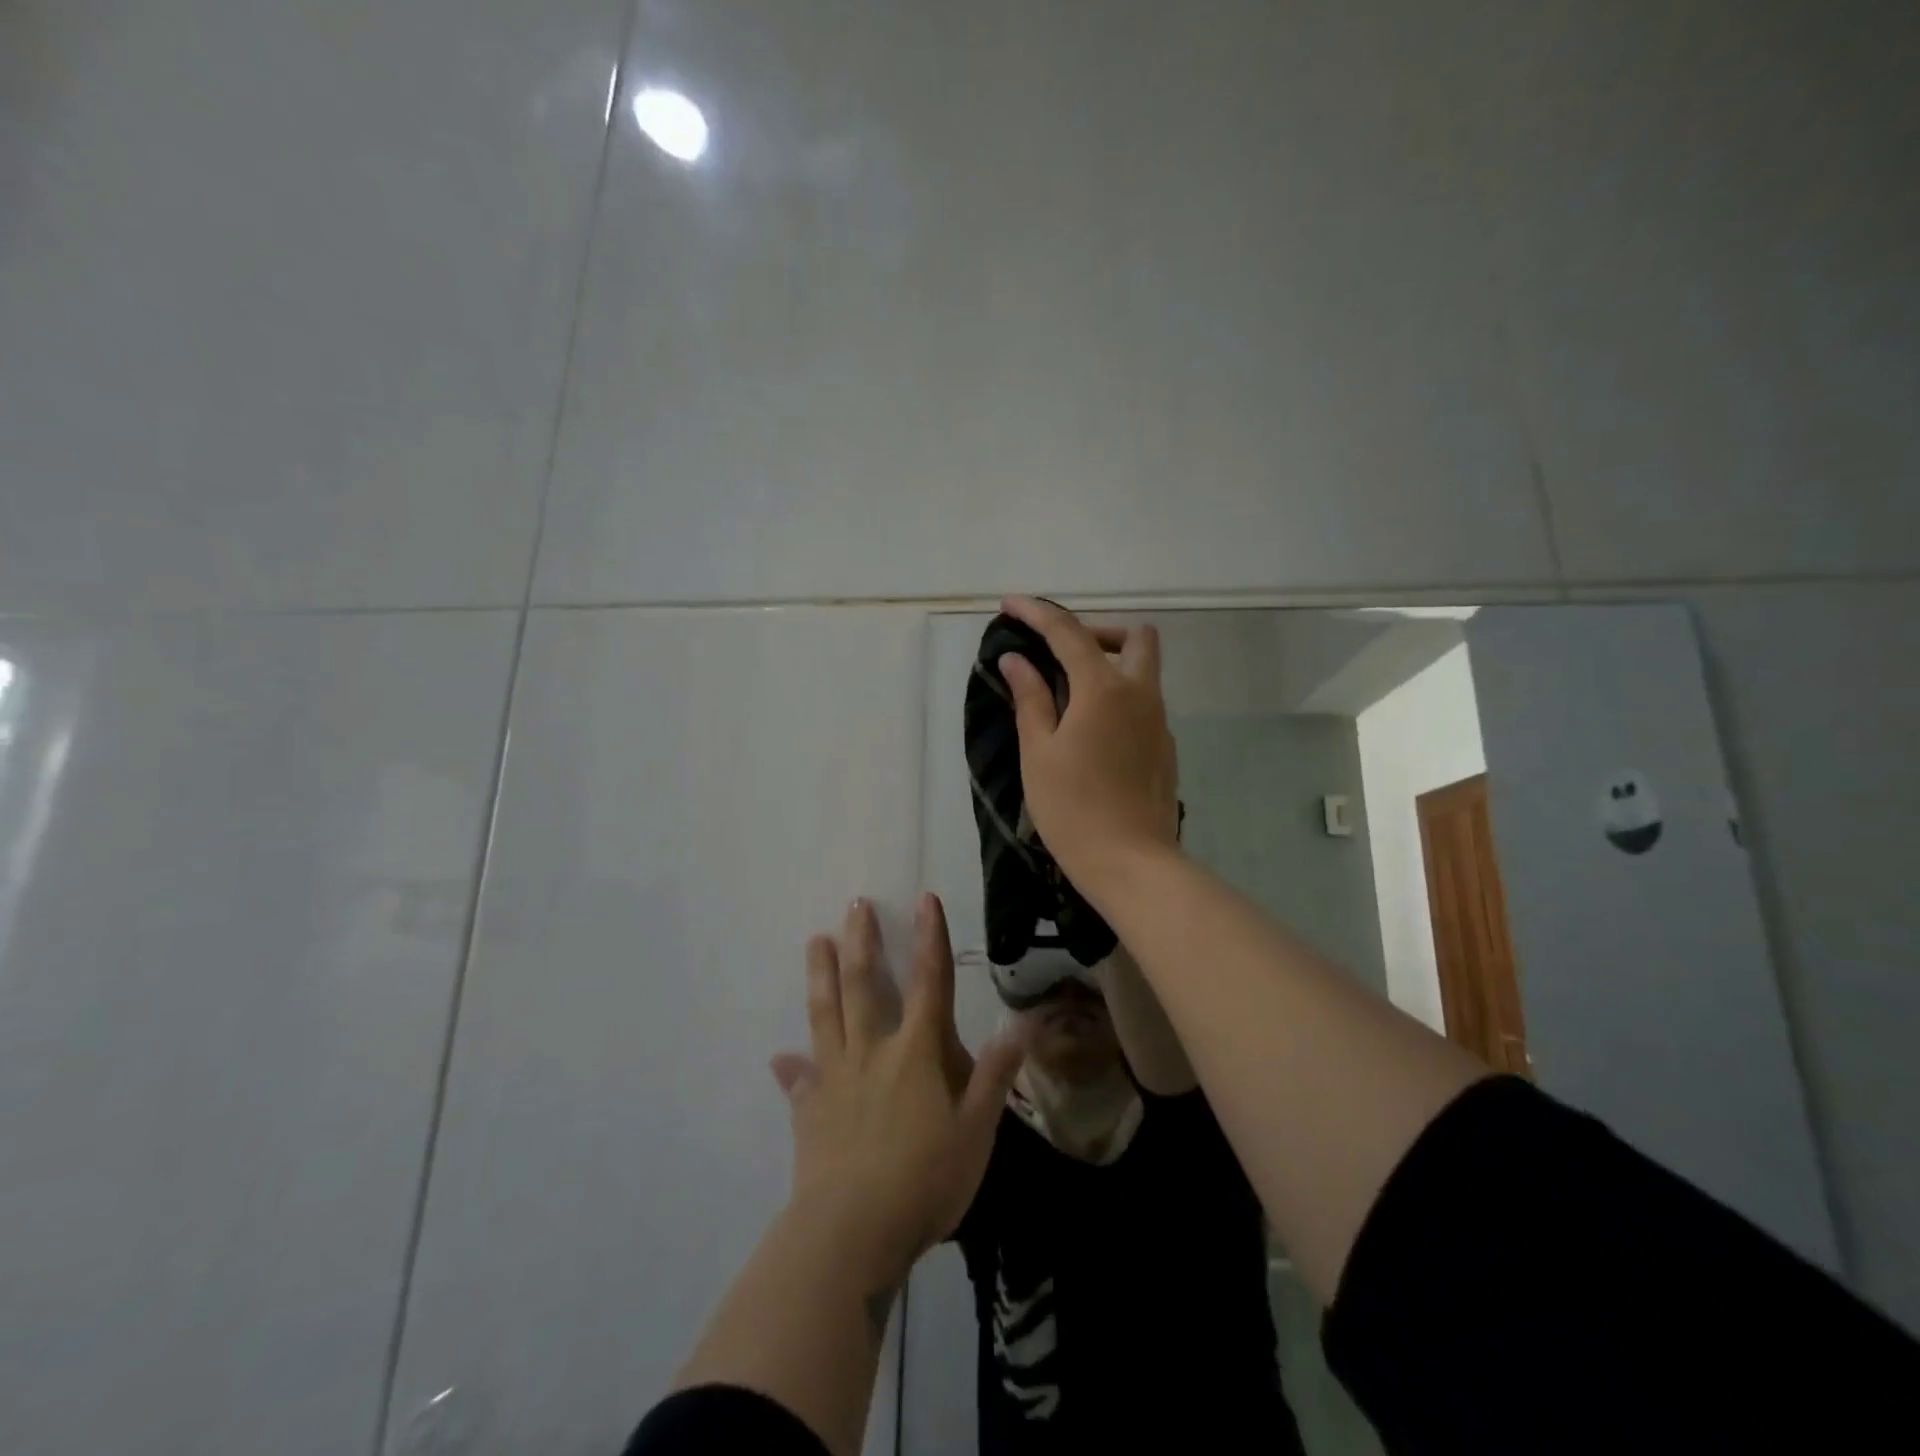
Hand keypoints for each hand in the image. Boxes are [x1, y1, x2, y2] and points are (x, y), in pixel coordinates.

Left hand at [771, 895, 1024, 1282]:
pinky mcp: (808, 1110)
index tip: (925, 899)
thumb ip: (996, 1075)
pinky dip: (790, 1068)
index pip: (928, 981)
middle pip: (865, 985)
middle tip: (854, 904)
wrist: (851, 1233)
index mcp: (915, 1052)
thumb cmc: (925, 1180)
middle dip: (862, 941)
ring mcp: (834, 1077)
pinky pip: (797, 1082)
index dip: (930, 938)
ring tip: (816, 942)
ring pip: (825, 1014)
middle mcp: (871, 1051)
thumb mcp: (976, 1131)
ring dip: (821, 975)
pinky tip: (779, 1059)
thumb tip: (1025, 1024)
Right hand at [998, 595, 1180, 896]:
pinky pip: (1144, 702)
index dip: (1037, 613)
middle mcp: (1141, 694)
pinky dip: (1118, 696)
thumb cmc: (1073, 809)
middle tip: (1061, 653)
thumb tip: (1016, 661)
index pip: (1069, 633)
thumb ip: (1030, 698)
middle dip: (1097, 630)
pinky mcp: (1165, 747)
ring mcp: (1159, 722)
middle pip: (1134, 636)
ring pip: (1144, 670)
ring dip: (1110, 663)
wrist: (1132, 864)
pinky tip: (1091, 731)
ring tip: (1068, 693)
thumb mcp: (1039, 752)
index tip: (1010, 605)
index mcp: (1104, 689)